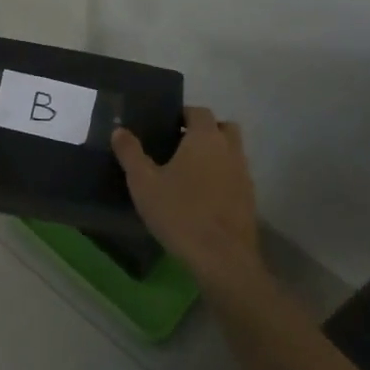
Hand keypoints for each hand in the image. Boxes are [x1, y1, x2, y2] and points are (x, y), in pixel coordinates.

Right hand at [113, 107, 263, 287]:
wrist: (222, 258)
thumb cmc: (180, 213)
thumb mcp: (144, 183)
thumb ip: (130, 153)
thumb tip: (119, 130)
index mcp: (205, 138)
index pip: (199, 111)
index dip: (183, 114)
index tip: (166, 126)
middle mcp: (230, 150)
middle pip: (222, 128)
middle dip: (205, 131)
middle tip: (180, 146)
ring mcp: (244, 175)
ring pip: (231, 153)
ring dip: (215, 155)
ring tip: (189, 173)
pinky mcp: (249, 199)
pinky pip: (235, 177)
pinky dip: (222, 178)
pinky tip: (203, 198)